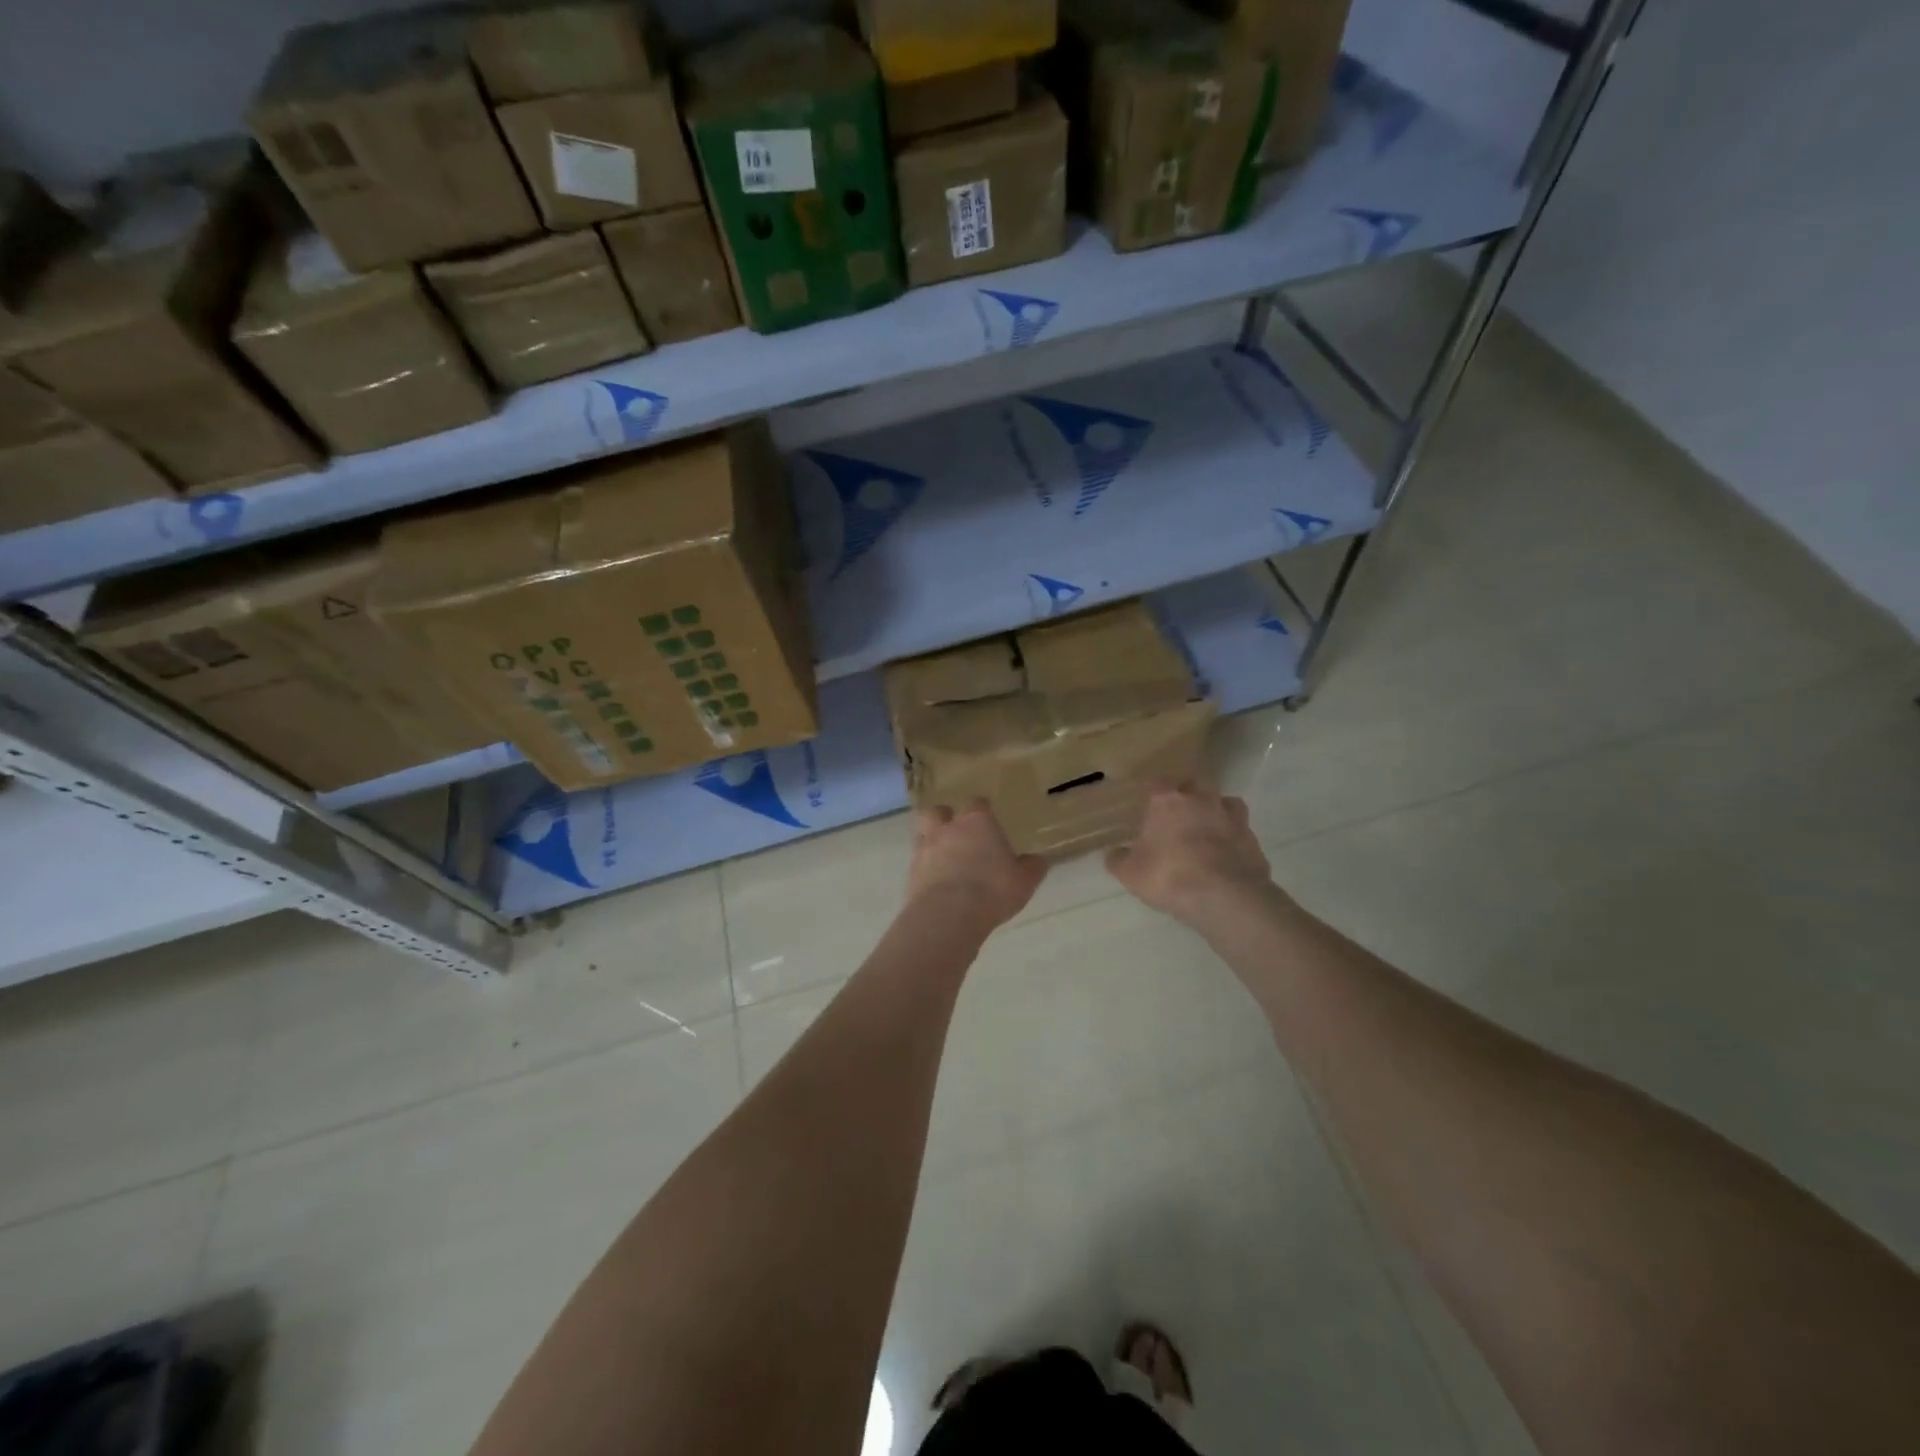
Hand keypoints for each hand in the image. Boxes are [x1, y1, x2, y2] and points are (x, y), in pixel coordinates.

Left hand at [907, 802, 1046, 931]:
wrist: (948, 915)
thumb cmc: (993, 890)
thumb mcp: (1025, 881)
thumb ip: (1032, 867)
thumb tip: (1038, 860)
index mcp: (977, 822)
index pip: (978, 803)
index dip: (982, 810)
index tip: (988, 818)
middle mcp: (948, 829)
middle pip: (939, 811)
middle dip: (946, 818)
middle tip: (957, 832)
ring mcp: (925, 849)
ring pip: (922, 834)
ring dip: (932, 842)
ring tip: (943, 858)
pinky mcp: (911, 873)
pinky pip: (917, 863)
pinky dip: (925, 869)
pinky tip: (935, 883)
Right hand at [1107, 783, 1276, 927]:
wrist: (1224, 896)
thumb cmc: (1169, 876)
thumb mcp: (1131, 873)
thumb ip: (1119, 860)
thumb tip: (1113, 854)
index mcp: (1168, 801)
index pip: (1156, 783)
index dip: (1151, 790)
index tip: (1146, 799)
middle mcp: (1202, 800)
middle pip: (1197, 782)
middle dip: (1189, 792)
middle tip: (1180, 810)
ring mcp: (1232, 818)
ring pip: (1227, 802)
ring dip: (1218, 811)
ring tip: (1209, 829)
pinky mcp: (1253, 841)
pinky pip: (1242, 833)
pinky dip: (1235, 840)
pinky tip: (1227, 856)